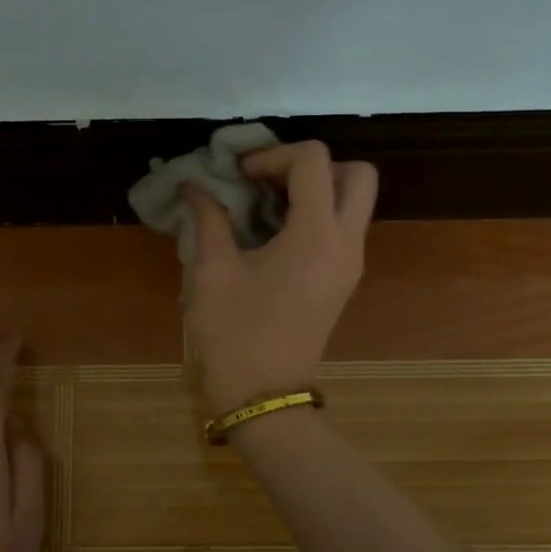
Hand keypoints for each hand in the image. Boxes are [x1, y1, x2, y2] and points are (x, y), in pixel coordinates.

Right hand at [181, 140, 377, 412]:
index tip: (238, 175)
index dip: (272, 154)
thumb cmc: (233, 334)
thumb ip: (208, 218)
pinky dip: (317, 213)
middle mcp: (346, 243)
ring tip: (266, 204)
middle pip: (356, 173)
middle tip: (268, 181)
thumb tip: (194, 186)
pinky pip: (344, 227)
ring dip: (316, 189)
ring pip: (354, 200)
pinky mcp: (344, 280)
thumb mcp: (212, 271)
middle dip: (311, 165)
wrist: (262, 396)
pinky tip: (274, 231)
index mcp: (315, 235)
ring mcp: (350, 264)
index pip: (313, 160)